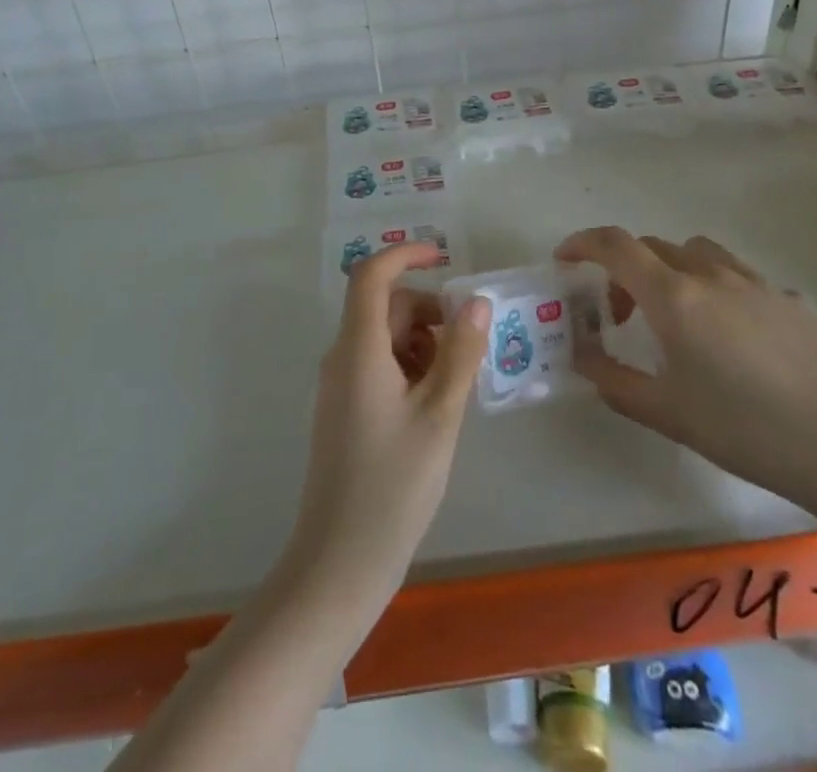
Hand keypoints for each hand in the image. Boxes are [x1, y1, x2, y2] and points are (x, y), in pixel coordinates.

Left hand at [282, 242, 489, 621]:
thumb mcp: (440, 415)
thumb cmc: (394, 485)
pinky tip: (434, 406)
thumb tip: (476, 302)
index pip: (370, 275)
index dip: (404, 255)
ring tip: (453, 386)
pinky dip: (409, 368)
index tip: (443, 258)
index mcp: (358, 349)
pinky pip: (378, 365)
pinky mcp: (344, 410)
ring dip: (421, 343)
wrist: (341, 561)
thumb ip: (460, 354)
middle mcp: (342, 357)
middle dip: (427, 312)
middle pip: (383, 307)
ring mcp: (340, 385)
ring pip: (384, 338)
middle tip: (467, 347)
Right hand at [560, 227, 816, 519]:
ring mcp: (754, 282)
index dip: (582, 244)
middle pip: (652, 246)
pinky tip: (732, 338)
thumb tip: (581, 357)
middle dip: (623, 270)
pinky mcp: (790, 298)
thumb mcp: (667, 413)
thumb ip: (613, 380)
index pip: (615, 246)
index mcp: (674, 297)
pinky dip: (713, 288)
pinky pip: (736, 275)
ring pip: (695, 252)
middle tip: (619, 315)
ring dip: (669, 270)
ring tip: (675, 317)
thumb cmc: (747, 431)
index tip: (565, 260)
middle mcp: (710, 274)